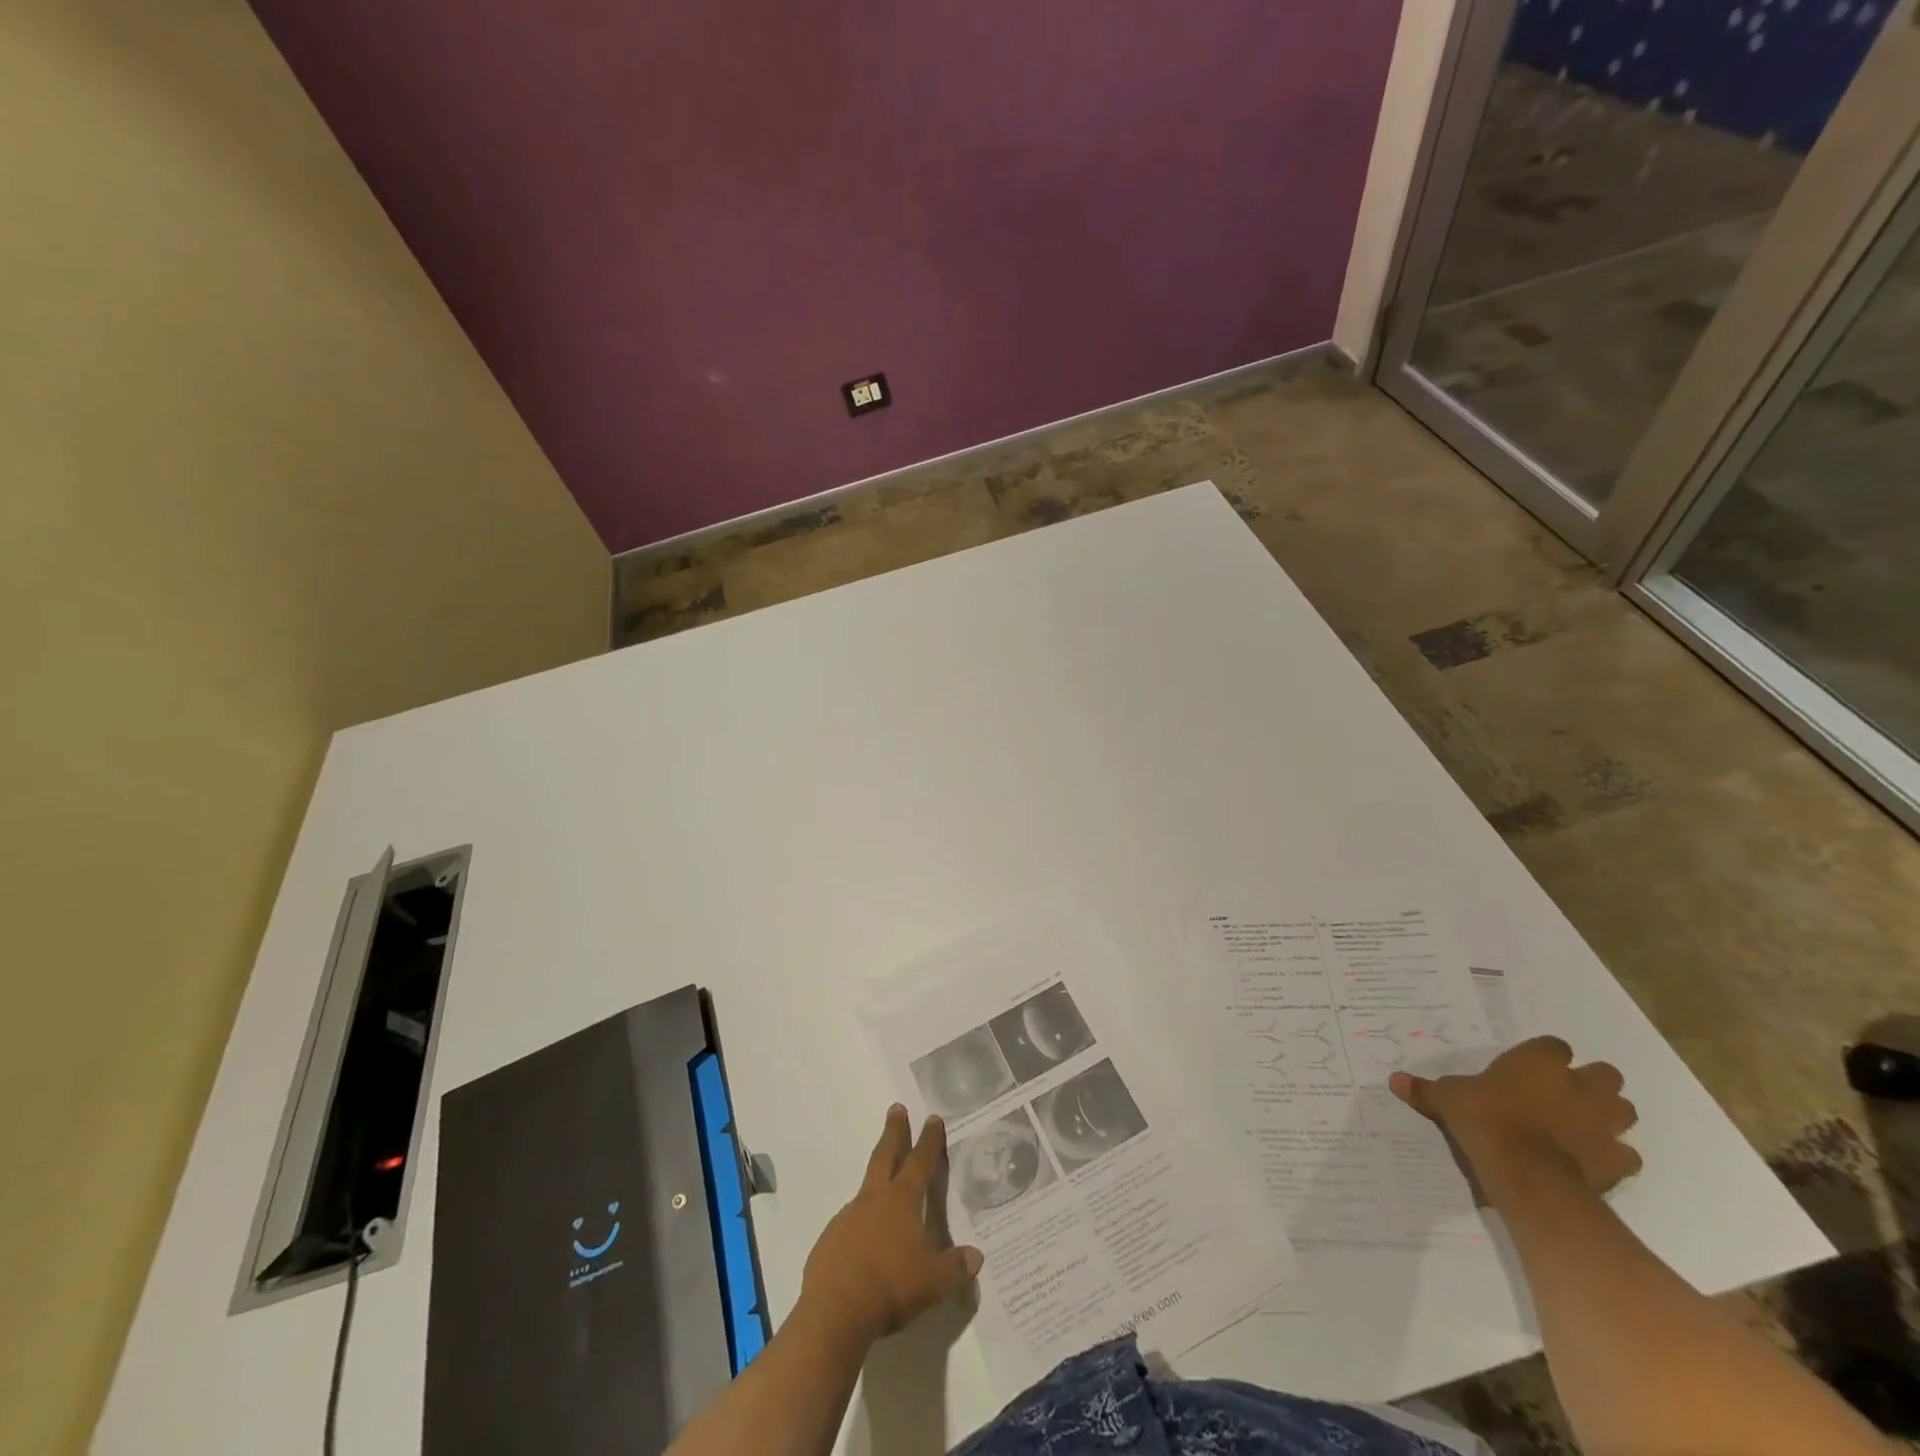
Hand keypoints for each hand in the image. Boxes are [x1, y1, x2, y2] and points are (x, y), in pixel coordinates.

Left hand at [800, 1105, 983, 1347]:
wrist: (835, 1311)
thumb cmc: (891, 1287)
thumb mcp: (933, 1282)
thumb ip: (955, 1267)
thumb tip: (976, 1257)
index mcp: (902, 1201)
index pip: (920, 1162)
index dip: (928, 1140)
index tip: (932, 1117)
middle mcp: (874, 1200)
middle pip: (885, 1155)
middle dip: (894, 1131)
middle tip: (896, 1108)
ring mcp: (848, 1217)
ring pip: (866, 1189)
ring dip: (876, 1181)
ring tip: (884, 1189)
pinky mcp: (829, 1240)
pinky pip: (849, 1224)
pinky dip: (859, 1224)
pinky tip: (863, 1243)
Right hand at [1390, 1036, 1641, 1193]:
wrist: (1526, 1172)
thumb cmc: (1485, 1118)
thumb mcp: (1448, 1098)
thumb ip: (1427, 1089)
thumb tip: (1393, 1080)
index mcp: (1539, 1062)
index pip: (1554, 1045)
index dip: (1546, 1056)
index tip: (1532, 1068)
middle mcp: (1578, 1085)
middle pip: (1605, 1074)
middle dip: (1592, 1083)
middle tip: (1567, 1094)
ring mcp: (1603, 1123)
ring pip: (1623, 1110)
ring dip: (1609, 1116)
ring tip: (1584, 1126)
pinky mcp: (1617, 1160)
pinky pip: (1626, 1154)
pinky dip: (1614, 1156)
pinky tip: (1593, 1161)